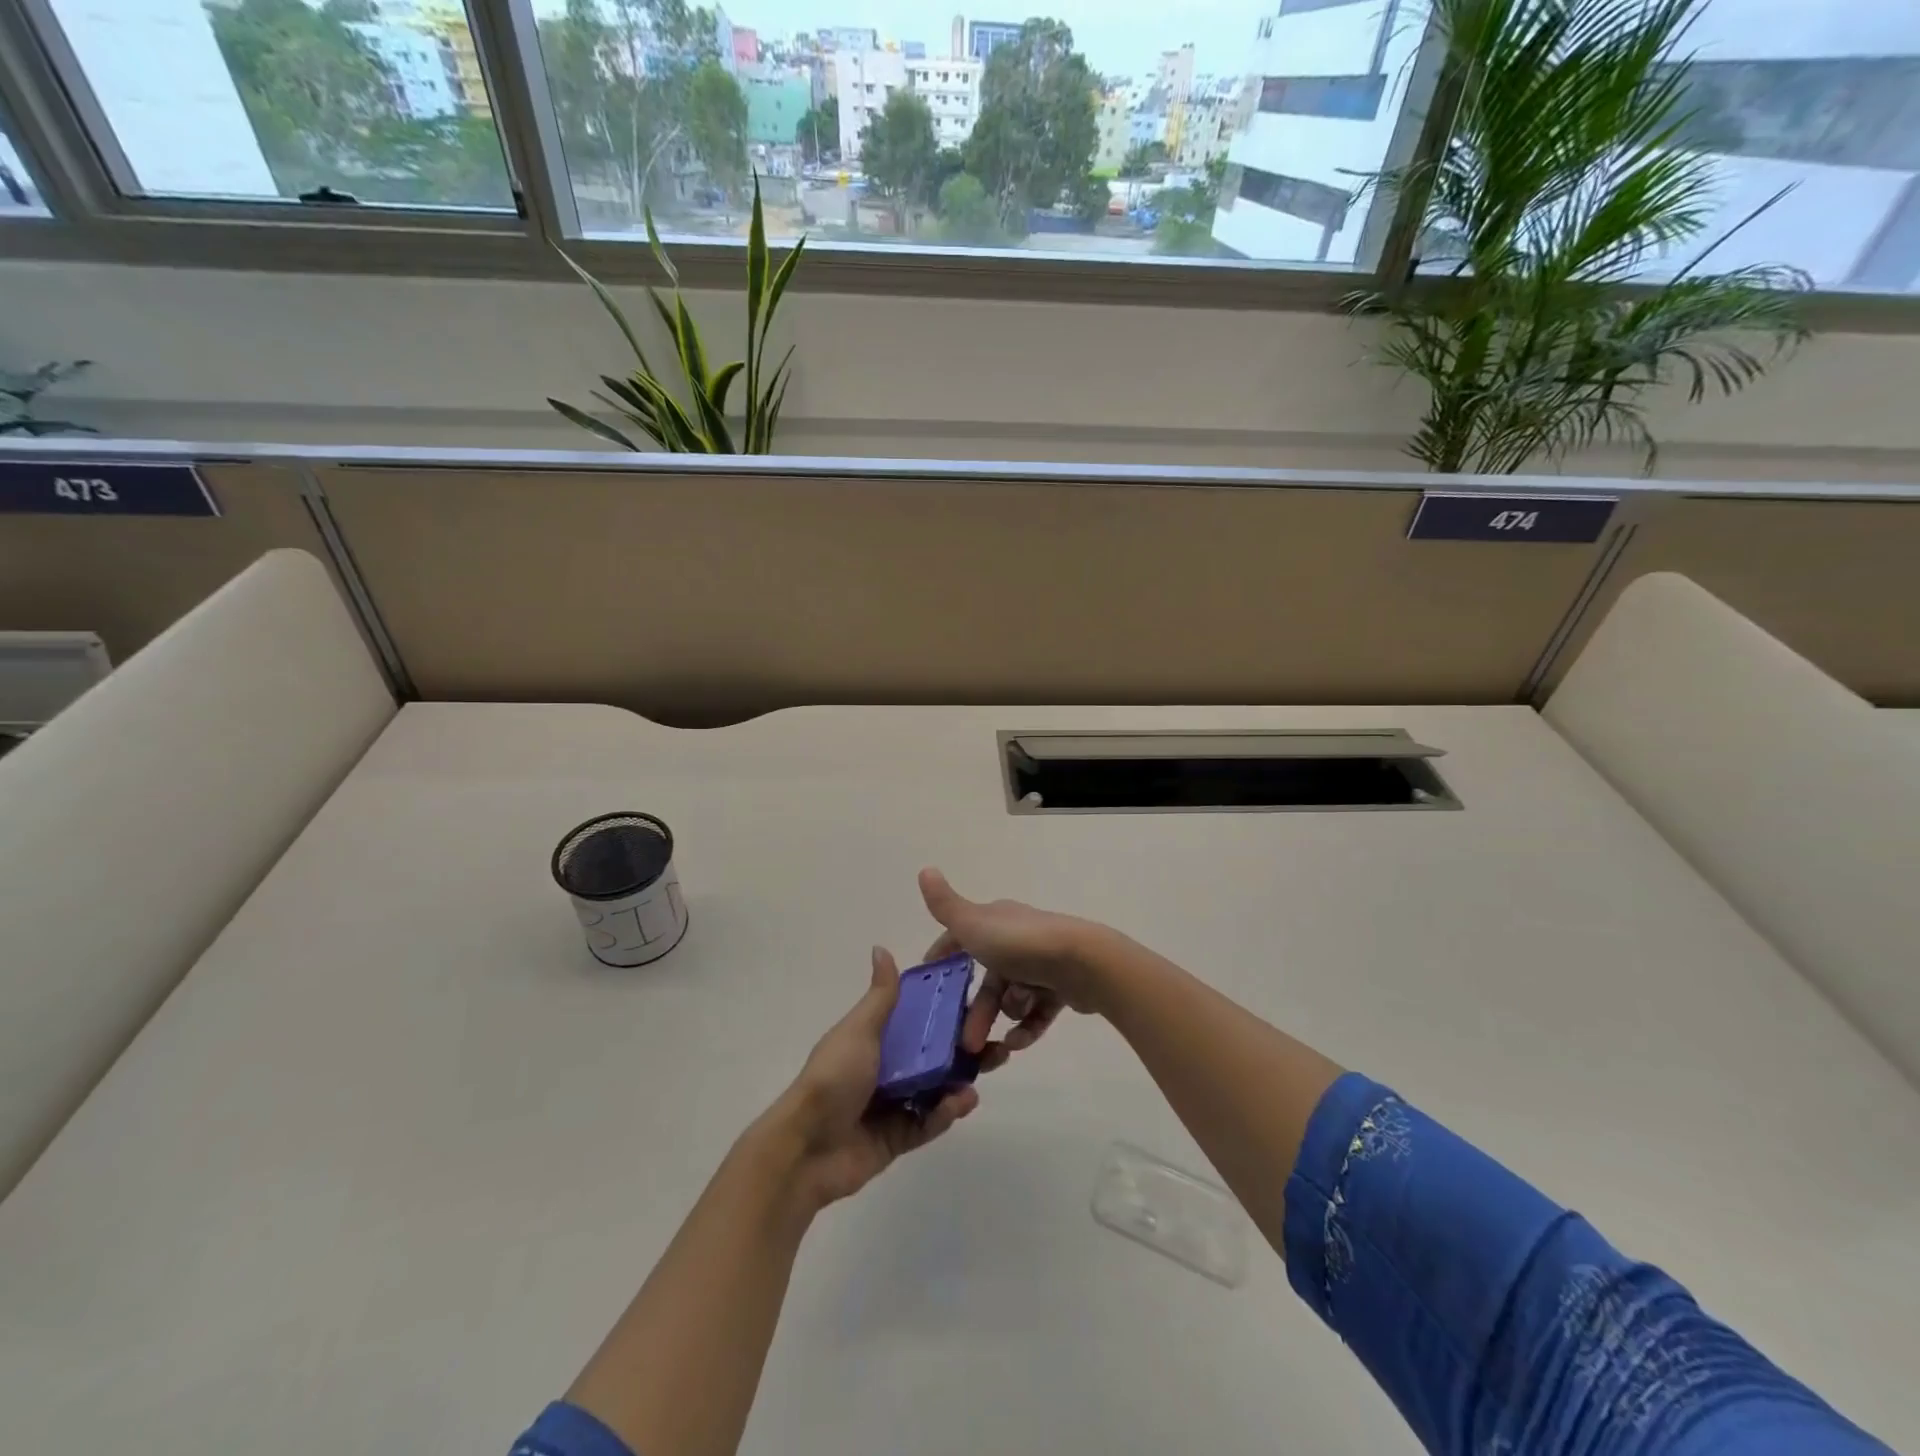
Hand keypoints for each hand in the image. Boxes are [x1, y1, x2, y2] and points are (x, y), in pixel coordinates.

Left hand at [760, 946, 978, 1211]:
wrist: (807, 1148)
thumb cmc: (834, 1078)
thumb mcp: (859, 1030)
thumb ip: (880, 996)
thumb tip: (881, 947)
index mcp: (876, 1037)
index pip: (917, 1018)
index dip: (946, 1010)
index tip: (978, 999)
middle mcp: (887, 1067)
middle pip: (934, 1054)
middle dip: (964, 1048)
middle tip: (997, 1044)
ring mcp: (893, 1103)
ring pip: (937, 1088)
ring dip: (961, 1079)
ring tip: (988, 1069)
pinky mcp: (898, 1137)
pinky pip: (929, 1121)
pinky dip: (946, 1112)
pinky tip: (963, 1102)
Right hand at [918, 868, 1112, 1073]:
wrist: (1081, 961)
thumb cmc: (1020, 943)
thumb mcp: (973, 924)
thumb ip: (945, 906)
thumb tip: (924, 869)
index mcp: (996, 920)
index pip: (962, 936)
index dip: (944, 954)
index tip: (929, 979)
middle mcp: (1018, 939)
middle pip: (988, 979)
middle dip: (975, 1010)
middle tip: (965, 1042)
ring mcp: (1041, 963)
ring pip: (1012, 997)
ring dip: (1002, 1018)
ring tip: (1000, 1043)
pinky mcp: (1061, 987)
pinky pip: (1037, 1012)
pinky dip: (1026, 1028)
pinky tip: (1016, 1044)